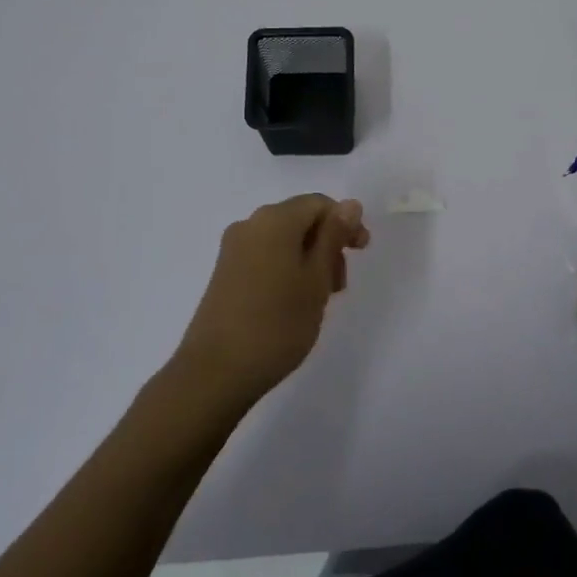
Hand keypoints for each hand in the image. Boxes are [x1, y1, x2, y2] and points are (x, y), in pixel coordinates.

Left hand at [173, 194, 370, 405]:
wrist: (215, 372)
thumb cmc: (277, 324)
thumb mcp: (317, 279)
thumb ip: (334, 237)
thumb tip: (350, 204)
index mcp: (274, 220)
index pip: (319, 203)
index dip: (345, 223)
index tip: (361, 253)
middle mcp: (250, 224)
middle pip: (300, 219)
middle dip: (327, 244)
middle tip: (340, 285)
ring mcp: (233, 249)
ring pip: (284, 240)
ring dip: (309, 259)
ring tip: (319, 299)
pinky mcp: (225, 273)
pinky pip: (265, 256)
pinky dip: (288, 269)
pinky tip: (293, 302)